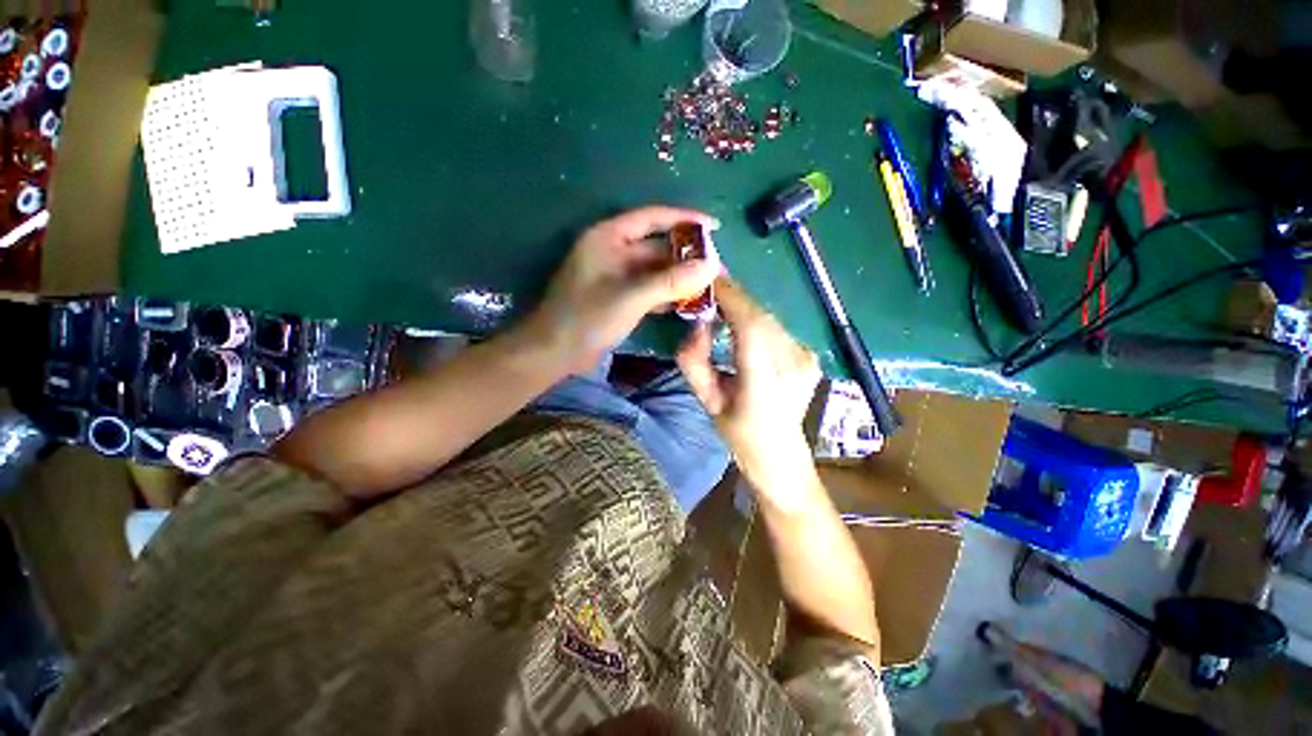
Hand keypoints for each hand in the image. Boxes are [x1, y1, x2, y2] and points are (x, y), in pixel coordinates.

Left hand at [527, 206, 720, 374]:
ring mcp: (616, 275)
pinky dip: (667, 294)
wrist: (557, 352)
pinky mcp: (619, 296)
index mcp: (609, 237)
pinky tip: (688, 304)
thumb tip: (711, 266)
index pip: (653, 217)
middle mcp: (613, 250)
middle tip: (717, 270)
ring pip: (655, 270)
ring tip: (709, 287)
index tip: (714, 227)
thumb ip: (671, 281)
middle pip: (657, 247)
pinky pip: (649, 288)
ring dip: (679, 278)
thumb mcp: (632, 296)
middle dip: (687, 258)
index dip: (685, 219)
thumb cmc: (588, 318)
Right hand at [677, 278, 822, 508]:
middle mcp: (794, 366)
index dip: (731, 297)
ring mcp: (807, 359)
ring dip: (744, 309)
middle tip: (709, 290)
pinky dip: (756, 321)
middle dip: (734, 298)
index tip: (709, 279)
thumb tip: (698, 324)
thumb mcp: (706, 401)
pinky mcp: (810, 355)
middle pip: (762, 317)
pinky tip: (742, 326)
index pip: (752, 326)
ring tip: (721, 306)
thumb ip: (694, 361)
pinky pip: (777, 329)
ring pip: (769, 319)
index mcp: (765, 384)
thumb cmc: (738, 433)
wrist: (780, 454)